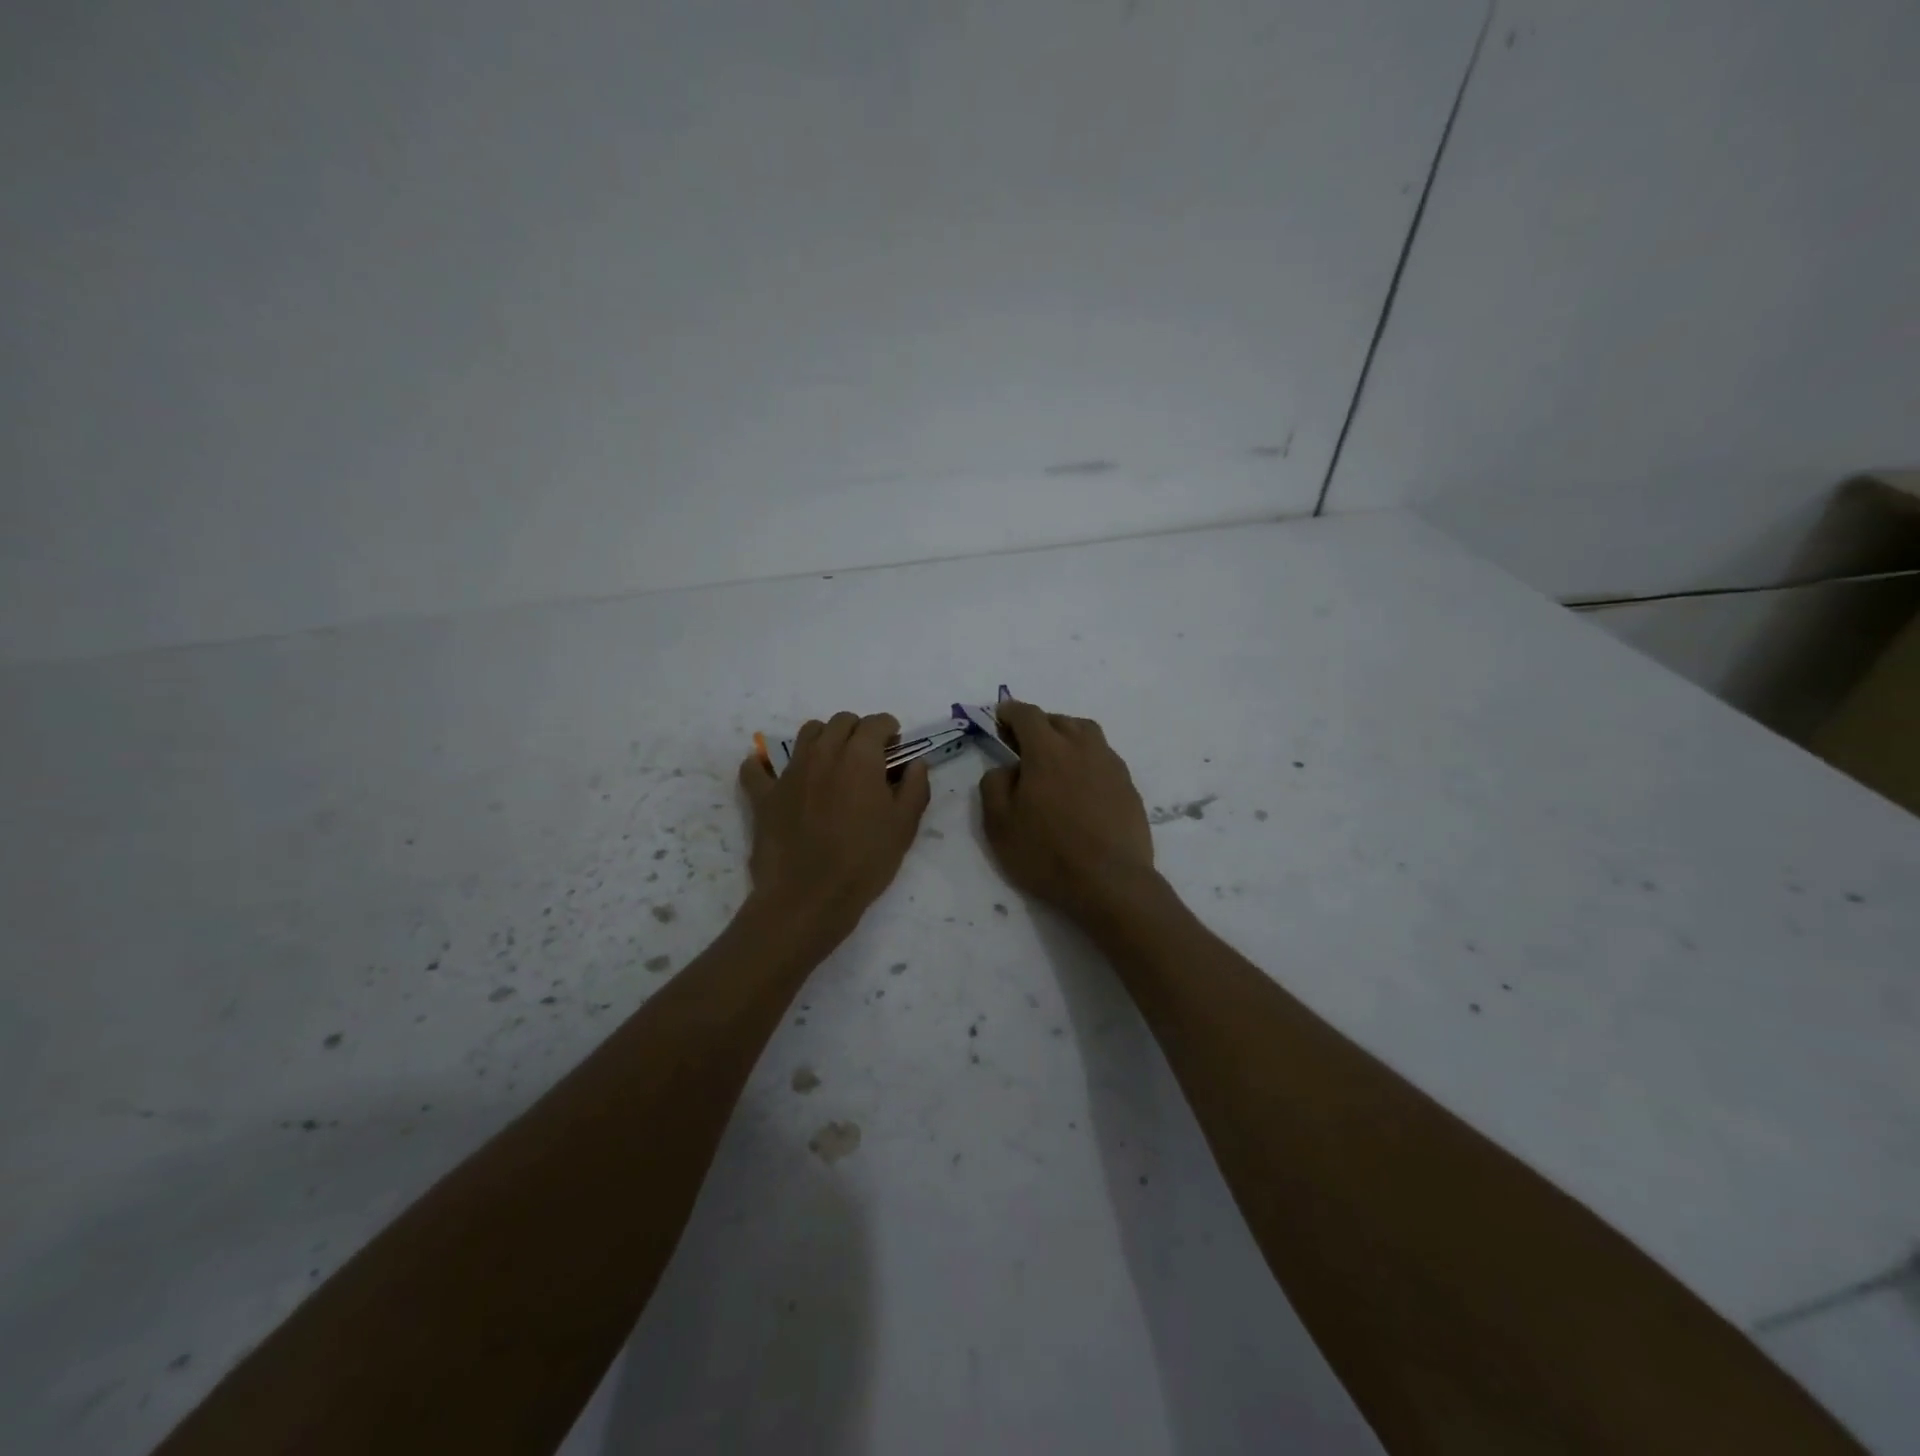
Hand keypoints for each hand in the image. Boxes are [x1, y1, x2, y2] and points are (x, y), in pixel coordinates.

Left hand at [738, 711, 930, 938]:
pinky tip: (775, 777)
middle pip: (841, 722)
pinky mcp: (764, 795)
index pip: (877, 723)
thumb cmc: (865, 861)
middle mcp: (823, 753)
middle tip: (868, 758)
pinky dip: (766, 767)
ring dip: (823, 739)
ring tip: (832, 764)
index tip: (895, 748)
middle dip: (858, 731)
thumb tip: (916, 763)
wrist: (809, 898)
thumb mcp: (905, 826)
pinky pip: (757, 769)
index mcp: (859, 757)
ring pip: (806, 734)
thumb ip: (915, 787)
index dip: (890, 730)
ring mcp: (789, 772)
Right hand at [979, 701, 1157, 921]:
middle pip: (1060, 720)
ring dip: (1067, 737)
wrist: (1110, 882)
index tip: (1000, 718)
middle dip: (1039, 725)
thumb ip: (994, 785)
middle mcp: (1083, 747)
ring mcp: (1111, 765)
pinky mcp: (1128, 786)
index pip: (1027, 715)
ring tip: (1055, 760)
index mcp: (1047, 750)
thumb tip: (1007, 768)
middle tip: (1024, 745)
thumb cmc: (1047, 853)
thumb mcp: (999, 824)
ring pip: (1087, 735)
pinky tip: (1080, 785)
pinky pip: (1103, 758)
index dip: (1010, 712)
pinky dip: (1087, 760)